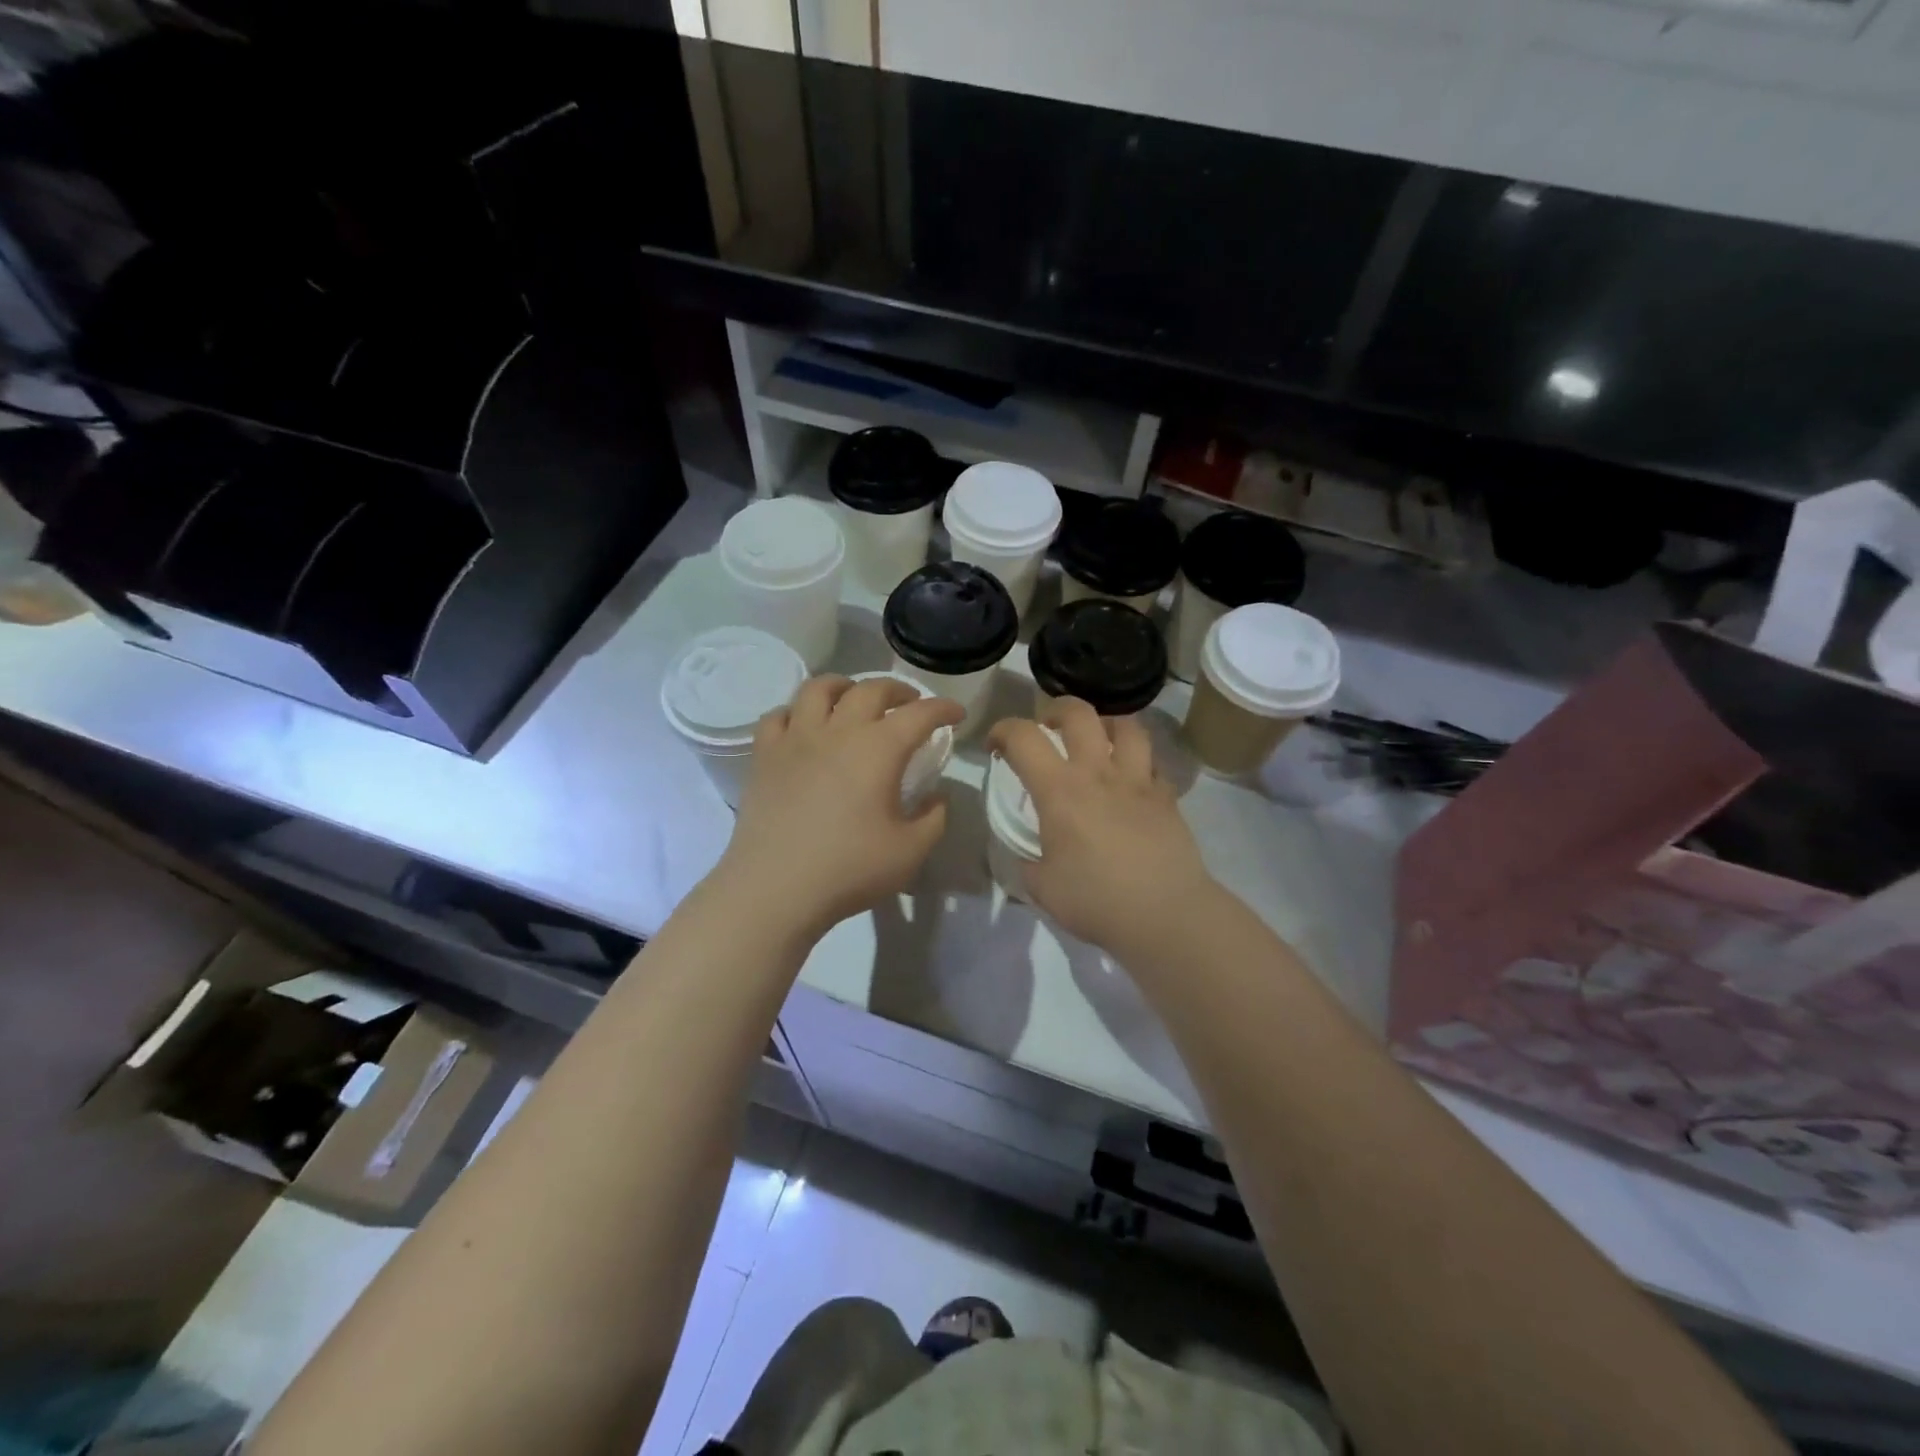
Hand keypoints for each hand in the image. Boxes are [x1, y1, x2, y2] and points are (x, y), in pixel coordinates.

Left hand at [715, 675, 963, 940]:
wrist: (776, 888)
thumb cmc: (849, 869)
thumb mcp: (911, 851)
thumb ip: (934, 818)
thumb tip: (936, 797)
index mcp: (879, 749)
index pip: (920, 714)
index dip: (943, 708)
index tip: (956, 714)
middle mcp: (838, 731)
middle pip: (871, 689)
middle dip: (898, 690)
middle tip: (910, 704)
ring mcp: (796, 739)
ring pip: (819, 688)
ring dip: (844, 686)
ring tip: (854, 698)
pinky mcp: (764, 756)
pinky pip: (778, 716)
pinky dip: (796, 712)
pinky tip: (804, 726)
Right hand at [988, 699, 1216, 954]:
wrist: (1165, 915)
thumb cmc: (1096, 901)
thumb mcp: (1042, 887)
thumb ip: (1028, 862)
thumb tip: (1029, 853)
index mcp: (1060, 790)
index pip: (1023, 737)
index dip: (1002, 731)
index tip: (995, 747)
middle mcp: (1098, 772)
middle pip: (1078, 712)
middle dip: (1055, 710)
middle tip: (1047, 729)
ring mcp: (1138, 780)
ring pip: (1125, 725)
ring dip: (1105, 724)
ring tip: (1096, 741)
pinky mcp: (1167, 796)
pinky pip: (1152, 761)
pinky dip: (1137, 761)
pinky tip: (1131, 779)